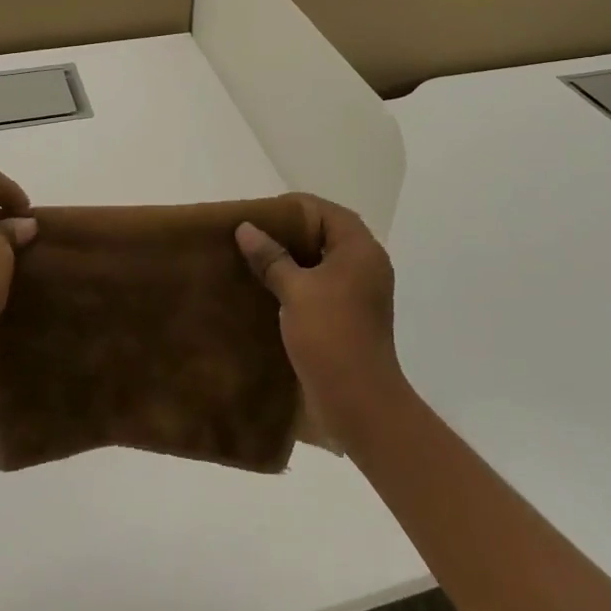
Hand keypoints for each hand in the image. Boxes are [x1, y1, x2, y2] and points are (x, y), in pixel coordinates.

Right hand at [236, 195, 403, 439]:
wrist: (359, 402)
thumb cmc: (330, 335)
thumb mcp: (296, 291)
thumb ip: (271, 257)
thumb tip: (245, 228)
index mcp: (360, 250)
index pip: (327, 212)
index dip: (294, 208)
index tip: (259, 215)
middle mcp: (365, 265)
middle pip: (325, 234)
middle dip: (289, 233)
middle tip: (251, 236)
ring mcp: (359, 293)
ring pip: (321, 262)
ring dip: (291, 259)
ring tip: (253, 260)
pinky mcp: (349, 317)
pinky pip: (321, 286)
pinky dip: (297, 282)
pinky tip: (267, 290)